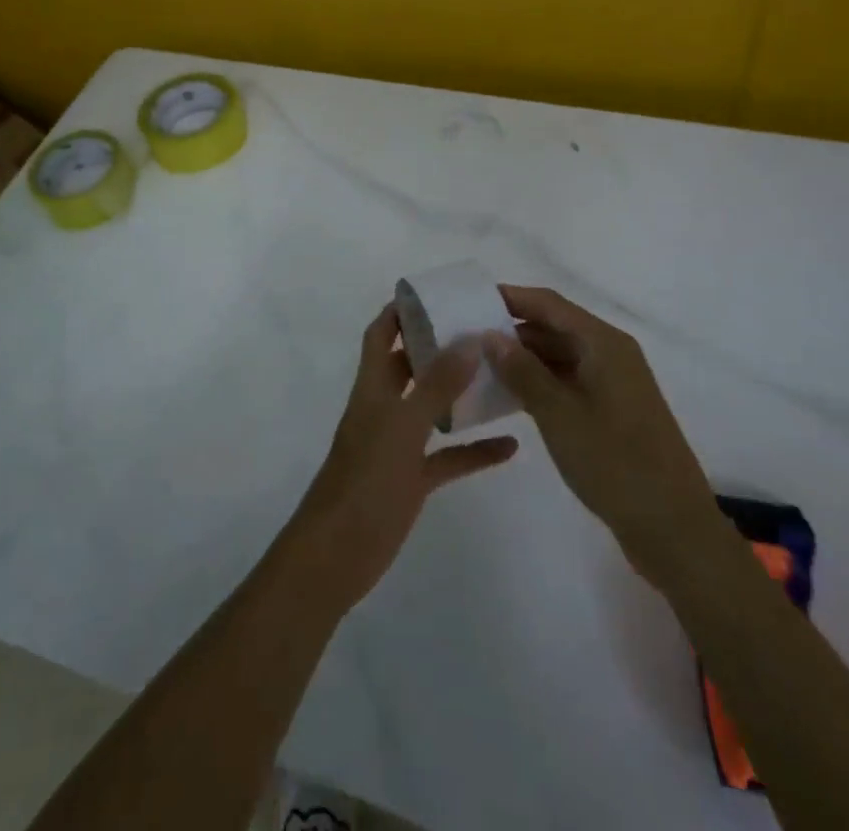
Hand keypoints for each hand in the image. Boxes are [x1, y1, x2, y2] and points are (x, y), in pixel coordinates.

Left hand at [283, 304, 518, 612]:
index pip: (381, 334)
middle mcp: (384, 409)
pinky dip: (474, 449)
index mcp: (372, 387)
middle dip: (439, 346)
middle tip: (480, 330)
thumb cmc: (365, 482)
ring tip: (501, 376)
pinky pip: (448, 457)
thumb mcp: (403, 428)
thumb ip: (436, 385)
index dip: (401, 311)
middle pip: (409, 366)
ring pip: (432, 409)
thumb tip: (469, 339)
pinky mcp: (412, 480)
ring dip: (461, 394)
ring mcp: (398, 446)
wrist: (337, 555)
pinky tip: (510, 446)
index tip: (435, 294)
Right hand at [482, 285, 717, 578]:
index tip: (470, 300)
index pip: (549, 304)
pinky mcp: (612, 411)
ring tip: (479, 366)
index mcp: (604, 343)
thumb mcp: (559, 414)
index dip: (510, 297)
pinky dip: (540, 382)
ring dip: (523, 358)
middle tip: (467, 338)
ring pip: (560, 355)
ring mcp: (614, 383)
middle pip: (555, 326)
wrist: (674, 529)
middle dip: (512, 329)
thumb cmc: (615, 463)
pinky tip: (509, 396)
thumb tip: (490, 334)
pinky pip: (569, 381)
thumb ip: (522, 371)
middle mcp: (611, 354)